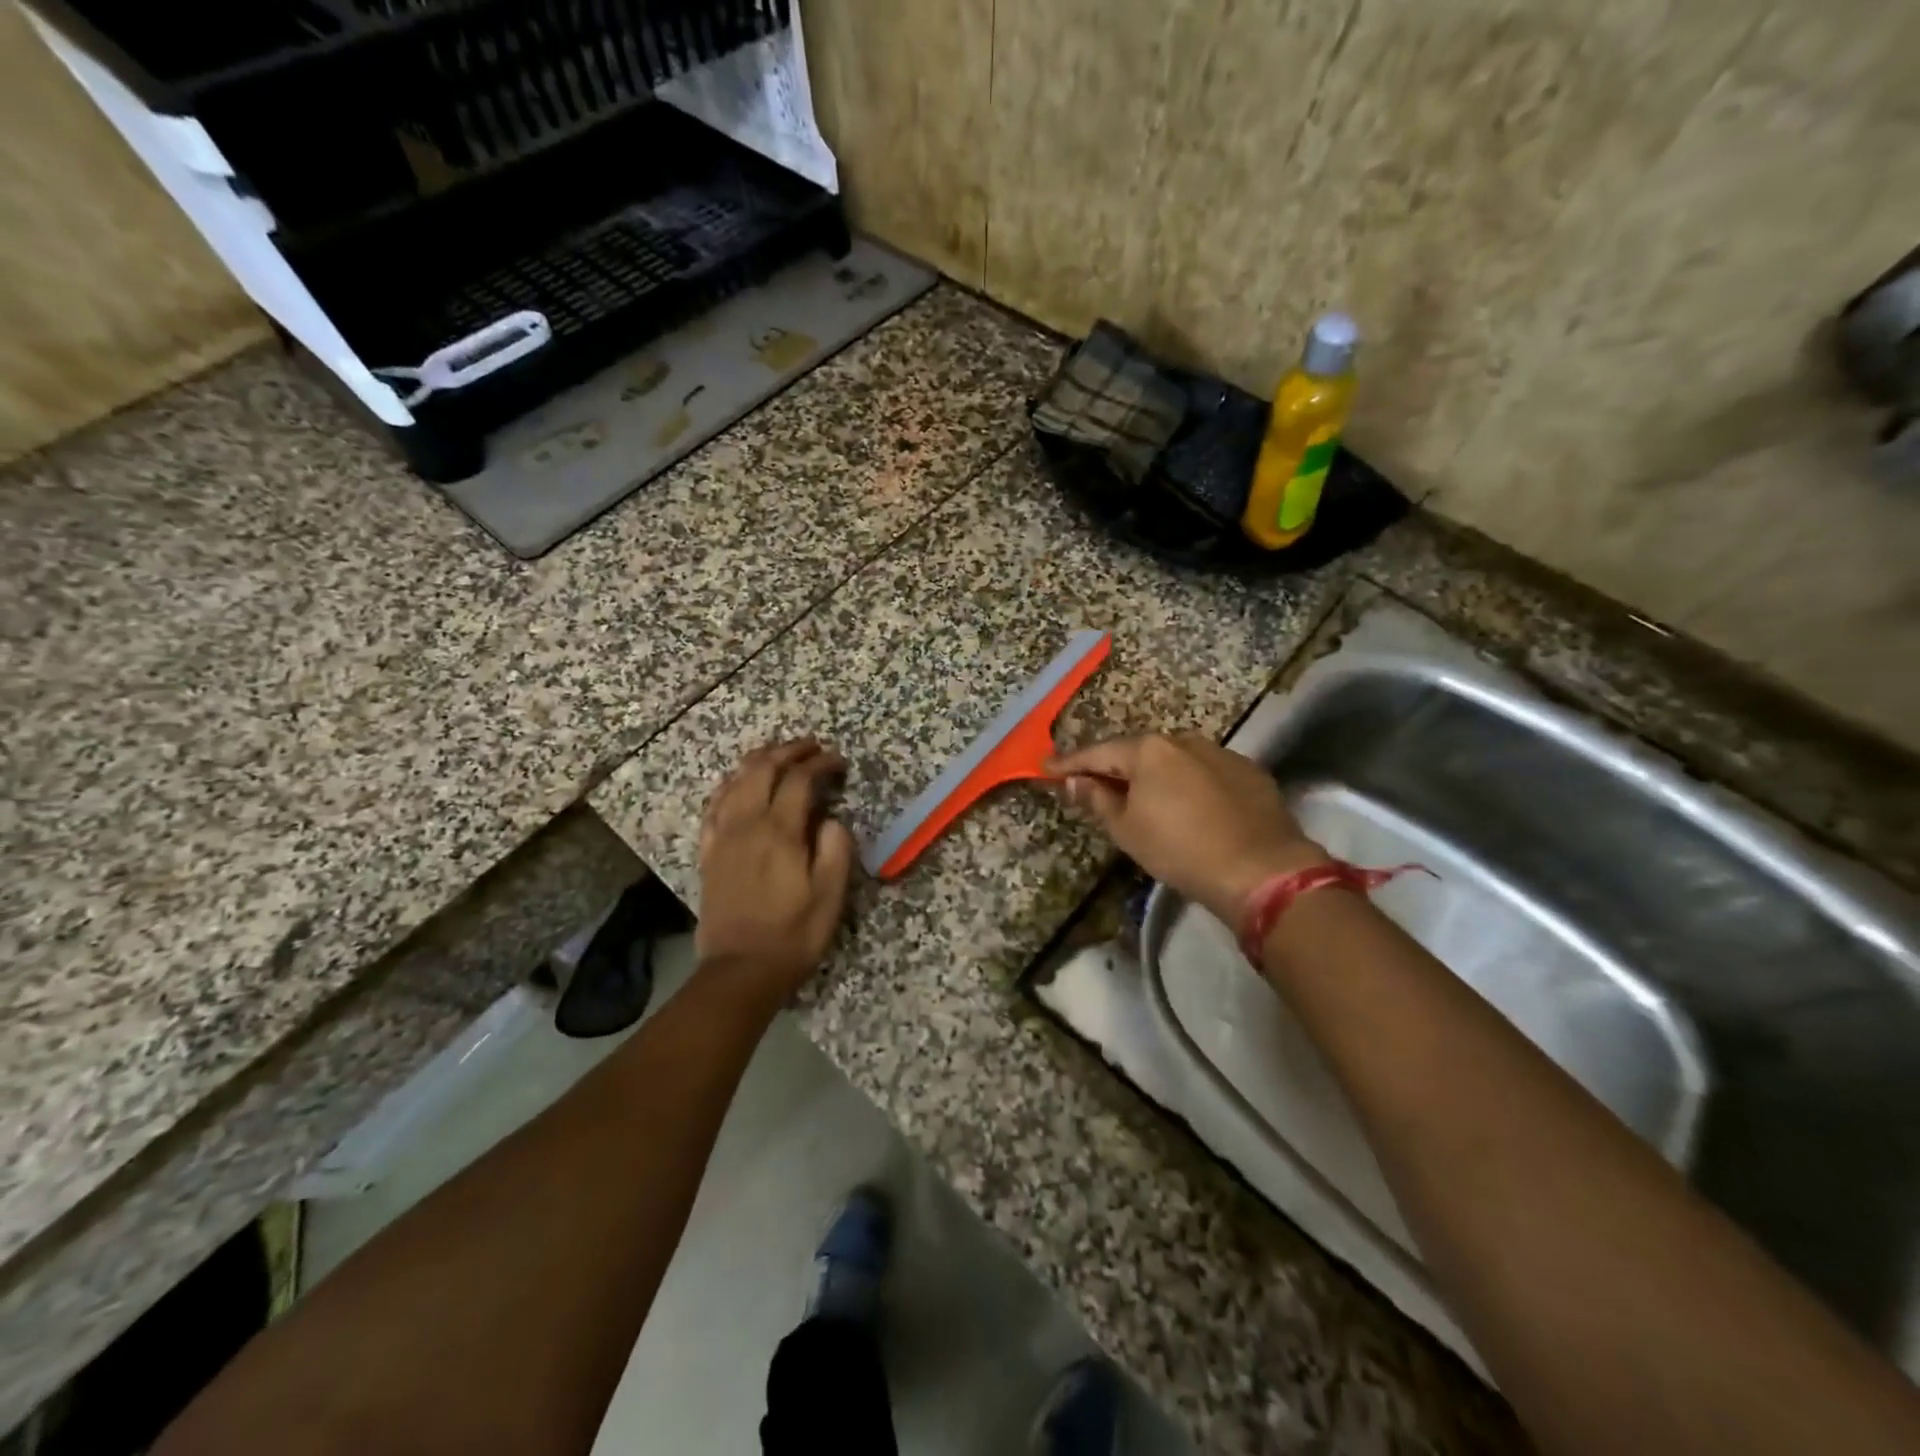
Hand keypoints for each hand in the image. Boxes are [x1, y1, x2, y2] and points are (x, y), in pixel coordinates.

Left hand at [696, 739, 856, 1008]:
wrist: (741, 970)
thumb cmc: (793, 933)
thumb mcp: (830, 895)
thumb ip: (835, 848)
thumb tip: (830, 819)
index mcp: (780, 832)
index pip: (799, 780)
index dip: (820, 764)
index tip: (839, 762)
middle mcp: (746, 824)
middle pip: (762, 769)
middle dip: (788, 751)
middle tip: (811, 747)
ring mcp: (722, 836)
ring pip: (735, 780)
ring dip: (758, 760)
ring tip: (777, 754)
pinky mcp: (708, 852)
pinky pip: (714, 804)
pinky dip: (729, 784)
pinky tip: (736, 783)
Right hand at [1048, 733, 1327, 924]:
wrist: (1261, 869)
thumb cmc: (1180, 849)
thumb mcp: (1127, 829)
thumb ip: (1097, 799)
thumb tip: (1073, 781)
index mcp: (1148, 750)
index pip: (1098, 753)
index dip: (1069, 762)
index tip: (1047, 768)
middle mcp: (1182, 740)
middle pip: (1136, 751)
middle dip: (1112, 766)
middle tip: (1091, 782)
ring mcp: (1219, 753)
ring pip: (1173, 759)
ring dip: (1152, 774)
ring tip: (1139, 794)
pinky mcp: (1248, 771)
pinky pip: (1203, 771)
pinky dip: (1185, 783)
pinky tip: (1186, 804)